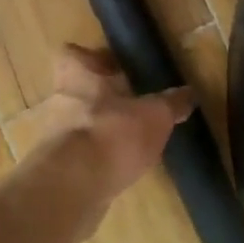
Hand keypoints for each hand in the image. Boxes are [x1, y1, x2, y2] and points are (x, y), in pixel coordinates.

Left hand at [17, 45, 194, 242]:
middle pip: (77, 90)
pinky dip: (96, 159)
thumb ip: (171, 103)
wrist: (73, 189)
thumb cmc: (113, 134)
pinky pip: (78, 155)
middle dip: (101, 97)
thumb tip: (189, 93)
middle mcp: (59, 101)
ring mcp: (54, 137)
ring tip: (131, 140)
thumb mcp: (155, 116)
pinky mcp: (56, 170)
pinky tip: (121, 167)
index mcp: (78, 76)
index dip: (92, 58)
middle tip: (131, 105)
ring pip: (78, 123)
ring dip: (100, 129)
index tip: (114, 67)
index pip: (73, 53)